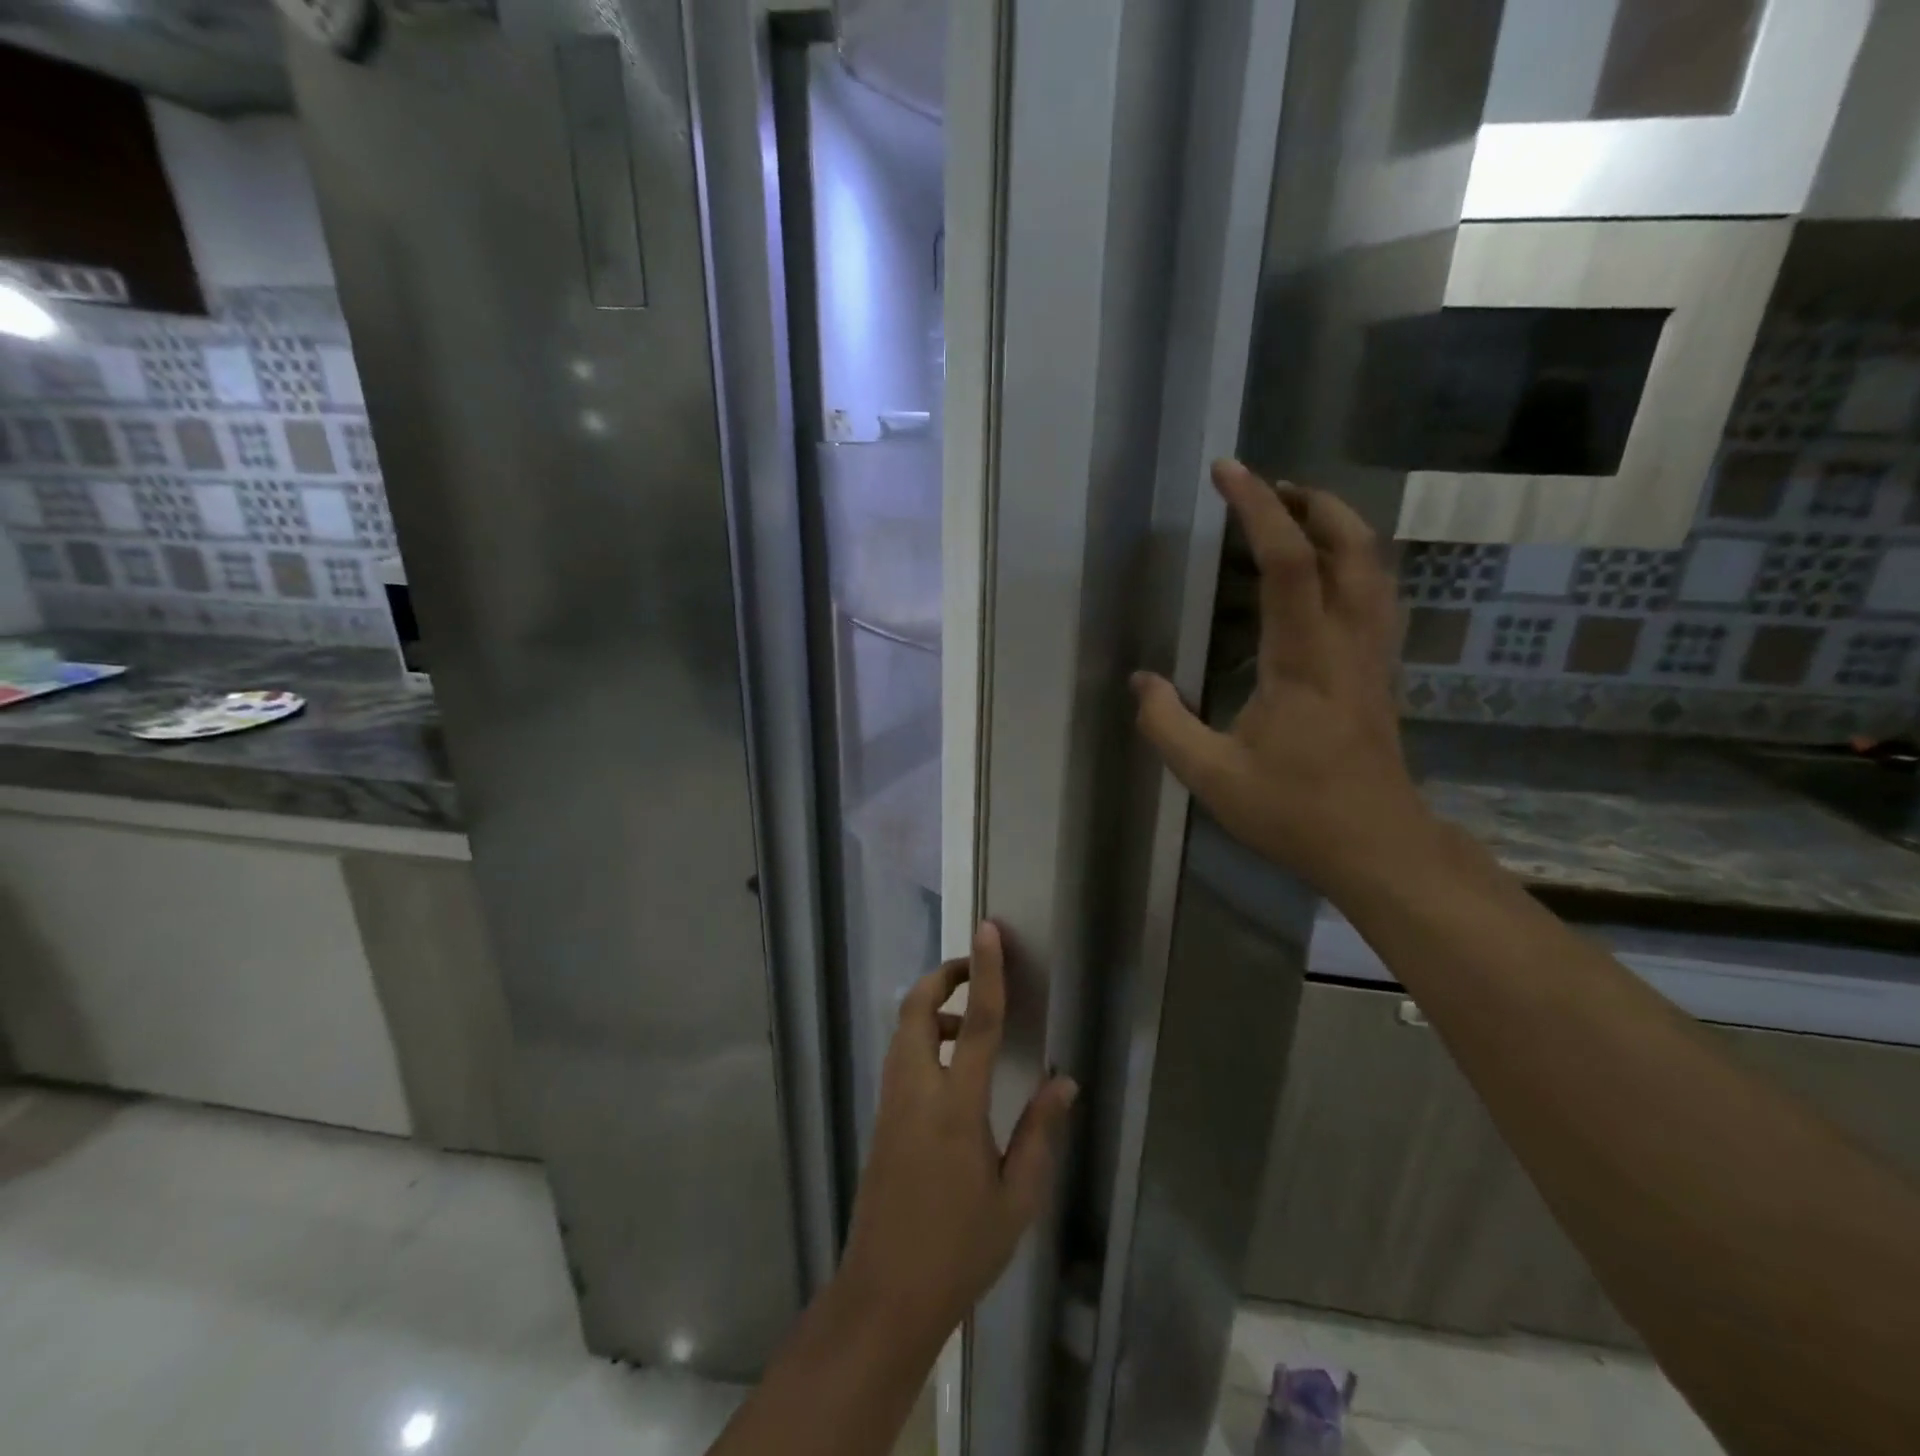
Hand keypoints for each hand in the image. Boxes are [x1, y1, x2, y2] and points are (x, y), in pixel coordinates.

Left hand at [836, 922, 1077, 1349]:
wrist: (885, 1295)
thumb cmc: (959, 1250)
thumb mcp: (1016, 1198)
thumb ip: (1040, 1131)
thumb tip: (1064, 1080)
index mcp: (955, 1107)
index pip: (976, 1022)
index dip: (985, 971)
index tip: (988, 931)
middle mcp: (915, 1091)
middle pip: (917, 1008)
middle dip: (943, 976)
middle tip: (976, 969)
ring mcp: (891, 1102)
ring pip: (904, 1029)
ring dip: (935, 1009)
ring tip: (975, 1027)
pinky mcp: (881, 1118)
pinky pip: (901, 1056)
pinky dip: (925, 1038)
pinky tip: (956, 1069)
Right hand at [1131, 460, 1429, 892]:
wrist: (1377, 847)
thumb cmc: (1294, 811)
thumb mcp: (1210, 776)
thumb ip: (1166, 723)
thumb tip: (1142, 681)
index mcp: (1302, 659)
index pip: (1286, 562)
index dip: (1257, 509)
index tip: (1229, 472)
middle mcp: (1345, 643)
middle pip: (1349, 546)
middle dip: (1313, 503)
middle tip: (1269, 486)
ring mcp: (1371, 657)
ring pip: (1373, 569)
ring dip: (1340, 527)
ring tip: (1299, 515)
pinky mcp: (1379, 674)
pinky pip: (1376, 598)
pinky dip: (1355, 564)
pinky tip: (1330, 575)